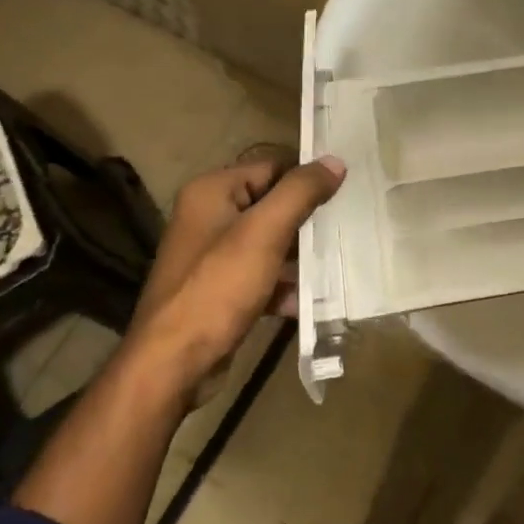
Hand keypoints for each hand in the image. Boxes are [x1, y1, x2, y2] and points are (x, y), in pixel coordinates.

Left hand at [123, 146, 344, 403]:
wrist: (173, 363)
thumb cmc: (218, 287)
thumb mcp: (264, 232)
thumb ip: (300, 192)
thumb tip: (335, 161)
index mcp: (212, 192)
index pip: (271, 167)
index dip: (307, 178)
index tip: (347, 191)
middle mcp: (209, 217)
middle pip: (272, 206)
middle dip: (309, 220)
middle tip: (349, 227)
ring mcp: (213, 257)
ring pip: (271, 244)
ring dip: (302, 256)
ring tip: (341, 263)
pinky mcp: (221, 291)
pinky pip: (262, 277)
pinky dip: (285, 287)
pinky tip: (313, 301)